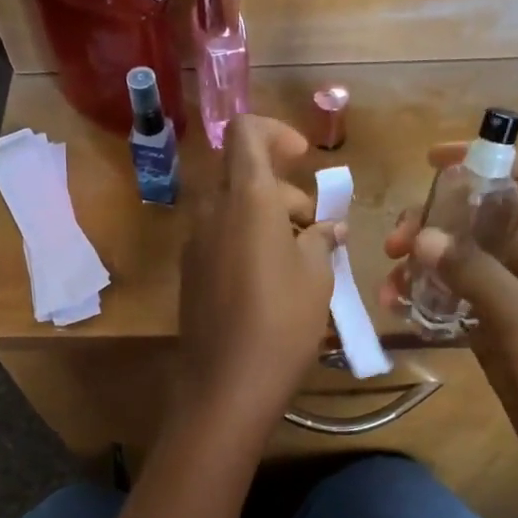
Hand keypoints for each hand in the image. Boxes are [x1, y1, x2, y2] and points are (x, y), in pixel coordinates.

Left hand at [177, 114, 341, 430]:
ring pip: (231, 207)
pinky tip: (272, 280)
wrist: (225, 384)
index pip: (246, 133)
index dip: (276, 133)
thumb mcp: (317, 276)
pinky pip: (220, 236)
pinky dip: (247, 239)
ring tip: (301, 259)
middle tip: (314, 229)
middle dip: (282, 189)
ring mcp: (195, 242)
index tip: (302, 160)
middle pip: (243, 174)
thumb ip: (321, 239)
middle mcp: (212, 211)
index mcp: (246, 199)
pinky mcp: (191, 271)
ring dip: (266, 216)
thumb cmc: (282, 322)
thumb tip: (326, 228)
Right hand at [381, 145, 517, 517]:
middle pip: (477, 220)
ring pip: (458, 262)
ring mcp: (509, 306)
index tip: (433, 163)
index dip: (486, 160)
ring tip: (387, 290)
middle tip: (393, 246)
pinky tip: (400, 314)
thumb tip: (422, 233)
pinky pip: (454, 303)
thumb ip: (477, 275)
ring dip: (420, 265)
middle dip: (432, 220)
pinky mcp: (495, 339)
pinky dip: (425, 300)